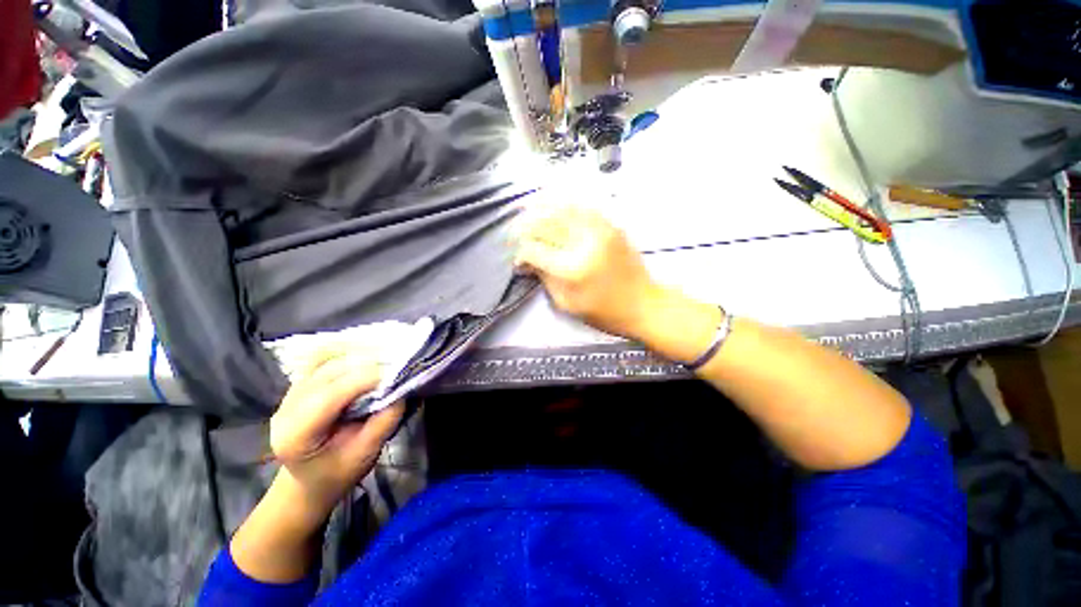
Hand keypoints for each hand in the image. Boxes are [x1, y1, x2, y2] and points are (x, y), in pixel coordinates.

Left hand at [269, 347, 403, 511]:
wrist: (309, 482)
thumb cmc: (338, 474)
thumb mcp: (365, 455)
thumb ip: (383, 422)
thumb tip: (402, 390)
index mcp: (296, 434)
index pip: (330, 395)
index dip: (366, 379)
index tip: (398, 374)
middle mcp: (286, 408)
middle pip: (328, 372)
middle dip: (366, 364)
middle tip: (397, 365)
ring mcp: (289, 394)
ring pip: (325, 359)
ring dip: (358, 355)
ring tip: (385, 358)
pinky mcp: (299, 385)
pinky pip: (322, 358)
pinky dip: (346, 353)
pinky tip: (365, 356)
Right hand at [515, 205, 658, 339]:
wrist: (644, 304)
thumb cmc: (604, 312)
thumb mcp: (568, 304)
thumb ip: (545, 279)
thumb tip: (528, 261)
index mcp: (572, 268)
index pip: (535, 250)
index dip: (521, 253)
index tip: (518, 260)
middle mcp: (584, 243)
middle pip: (545, 224)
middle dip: (525, 226)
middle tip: (516, 232)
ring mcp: (600, 230)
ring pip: (563, 208)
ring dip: (541, 206)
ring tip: (527, 207)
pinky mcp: (611, 226)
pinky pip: (584, 207)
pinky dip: (565, 202)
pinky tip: (554, 201)